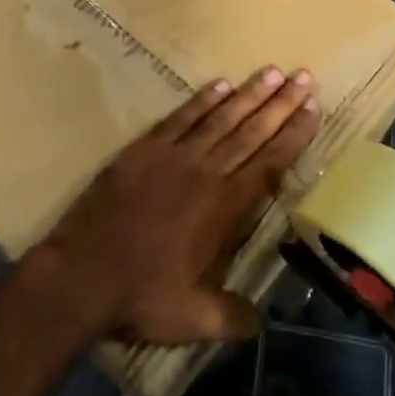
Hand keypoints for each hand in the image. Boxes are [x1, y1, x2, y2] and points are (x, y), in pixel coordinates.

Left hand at [35, 67, 320, 345]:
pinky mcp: (143, 150)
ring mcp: (173, 156)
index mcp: (225, 207)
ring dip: (248, 95)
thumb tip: (262, 323)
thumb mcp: (195, 320)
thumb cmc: (141, 297)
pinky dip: (201, 101)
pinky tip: (219, 85)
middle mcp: (206, 172)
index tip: (313, 109)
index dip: (294, 135)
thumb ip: (233, 317)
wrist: (81, 275)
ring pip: (220, 118)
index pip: (270, 163)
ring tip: (271, 72)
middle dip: (281, 104)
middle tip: (304, 77)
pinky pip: (180, 118)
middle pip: (252, 131)